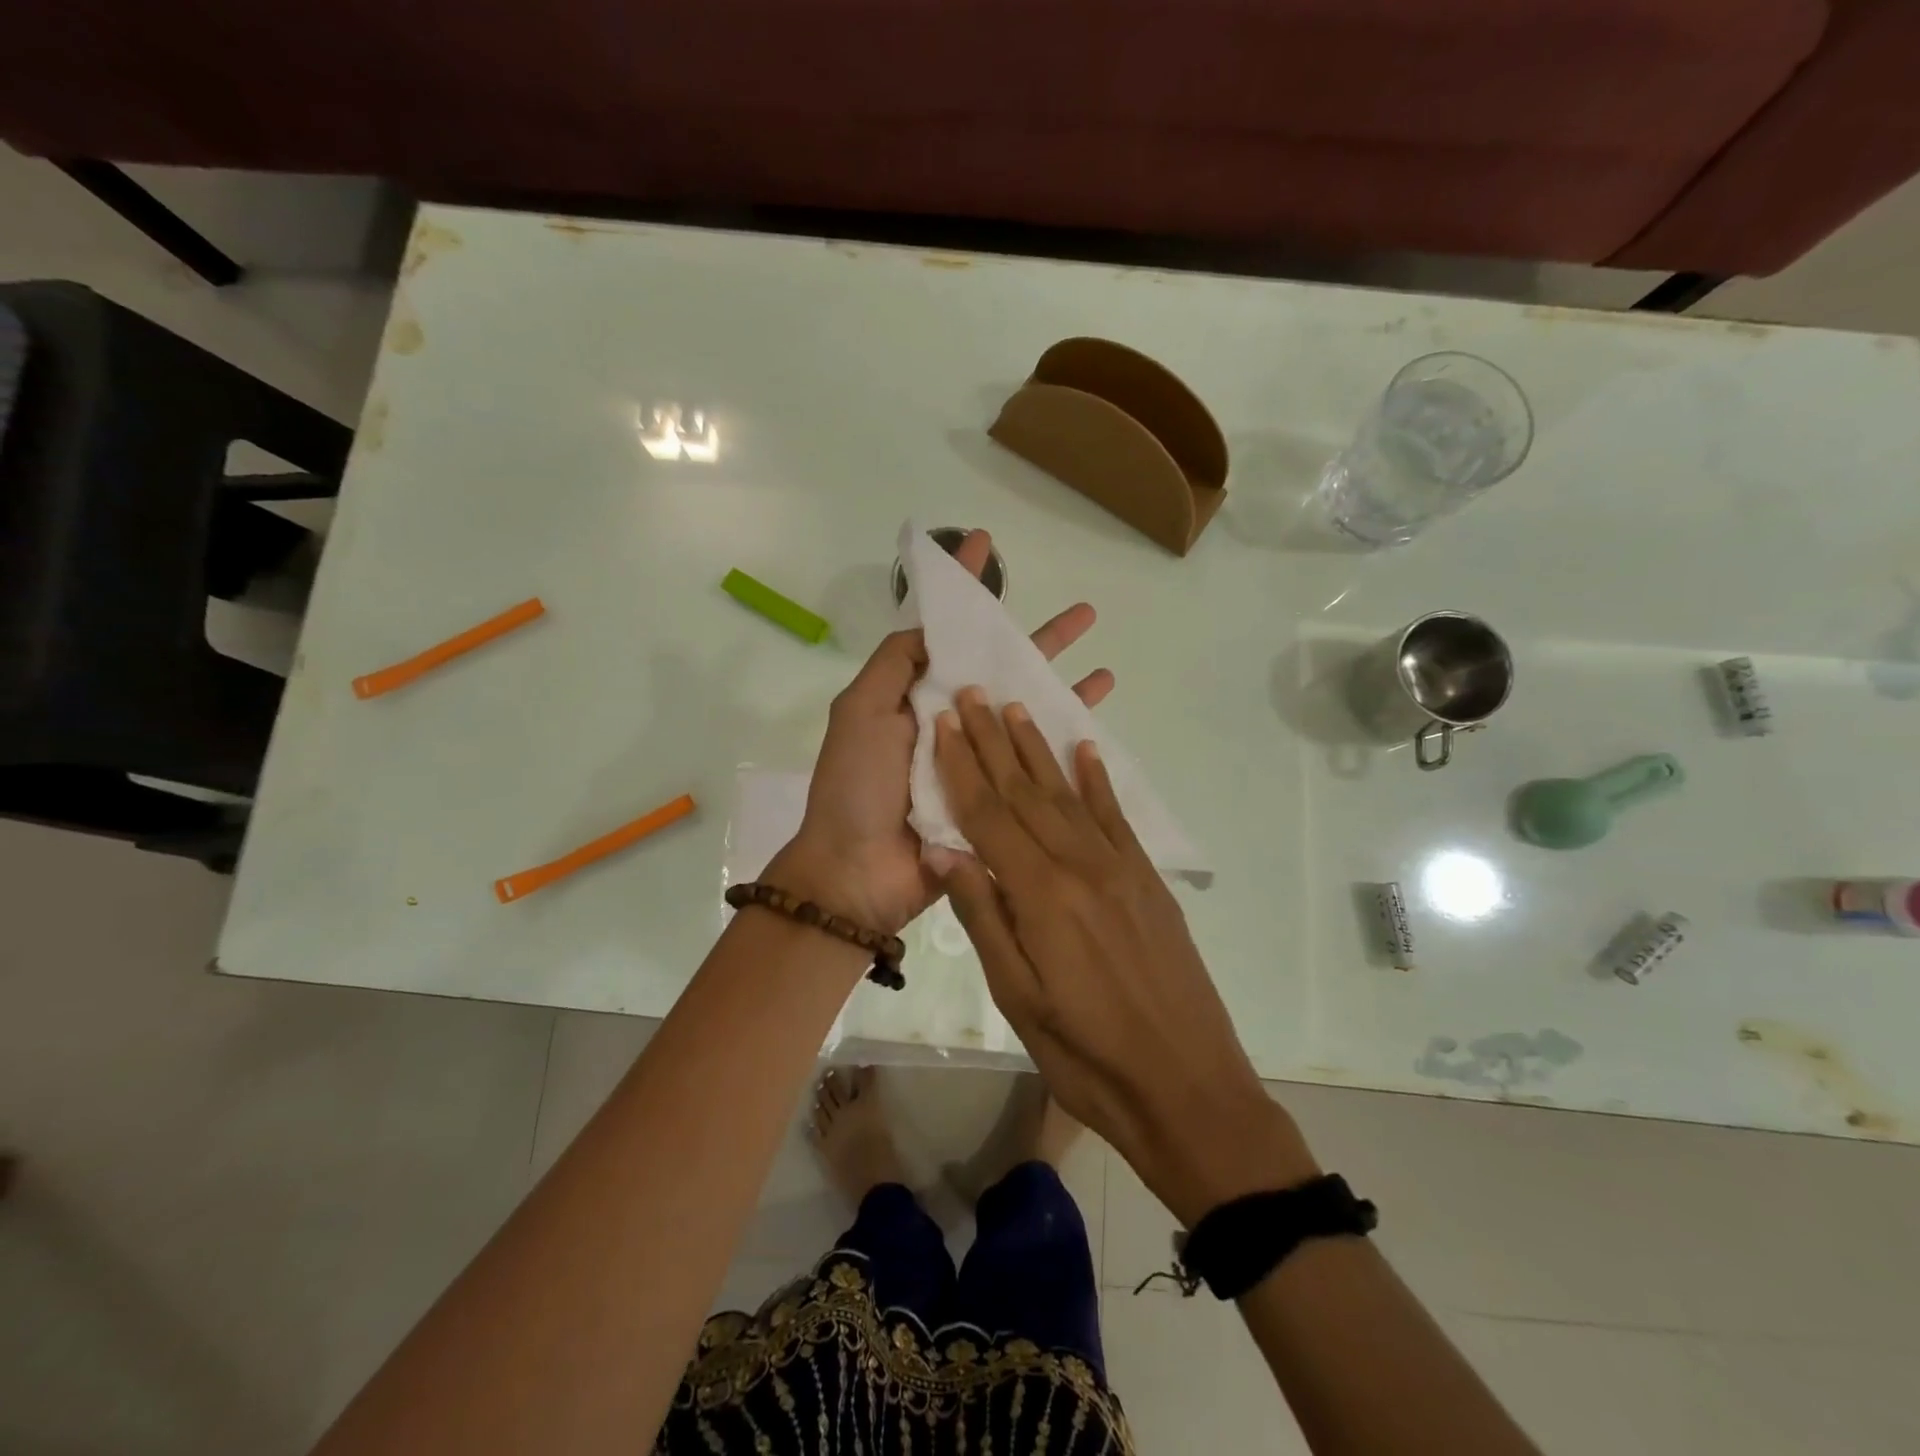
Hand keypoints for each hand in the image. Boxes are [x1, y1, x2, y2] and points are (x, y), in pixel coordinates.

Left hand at [772, 532, 1113, 936]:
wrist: (860, 873)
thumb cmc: (856, 786)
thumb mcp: (860, 711)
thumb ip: (894, 664)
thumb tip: (931, 625)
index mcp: (915, 696)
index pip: (947, 632)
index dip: (966, 590)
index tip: (983, 542)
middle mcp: (950, 720)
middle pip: (999, 667)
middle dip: (1036, 637)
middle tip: (1085, 613)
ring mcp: (977, 757)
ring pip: (1026, 707)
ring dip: (1062, 680)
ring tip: (1102, 653)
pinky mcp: (999, 795)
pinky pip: (1037, 757)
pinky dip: (1066, 734)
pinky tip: (1097, 714)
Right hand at [933, 688, 1318, 1224]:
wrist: (1188, 1088)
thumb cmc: (1087, 1056)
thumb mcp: (1017, 998)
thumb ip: (982, 915)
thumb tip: (943, 850)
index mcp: (1041, 895)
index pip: (989, 815)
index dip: (962, 766)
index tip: (943, 721)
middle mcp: (1081, 866)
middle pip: (1026, 792)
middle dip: (994, 740)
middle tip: (973, 693)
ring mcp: (1121, 869)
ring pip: (1069, 795)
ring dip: (1039, 749)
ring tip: (1017, 707)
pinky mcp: (1148, 881)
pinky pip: (1117, 818)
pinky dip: (1098, 780)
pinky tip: (1087, 750)